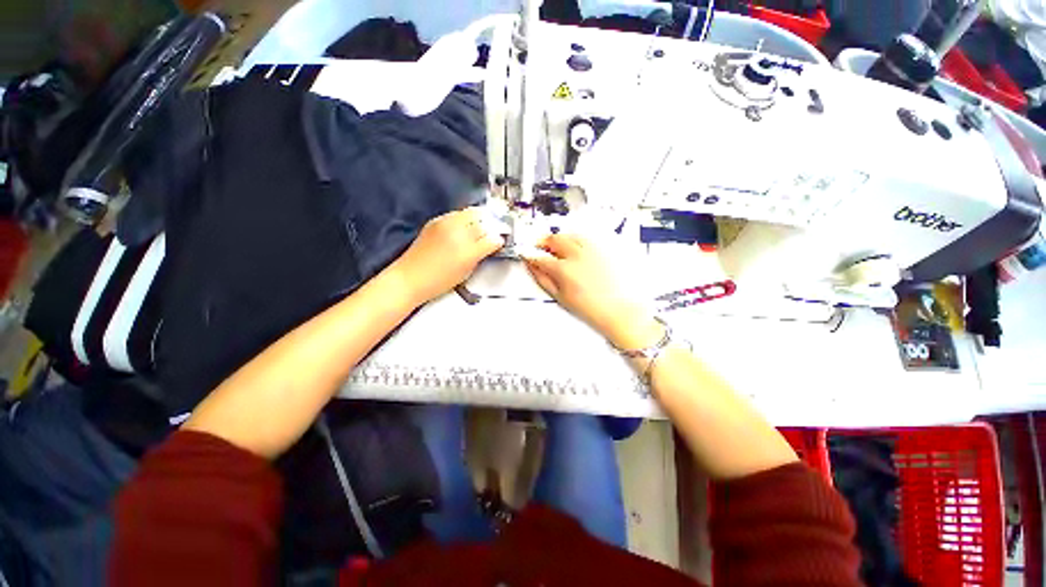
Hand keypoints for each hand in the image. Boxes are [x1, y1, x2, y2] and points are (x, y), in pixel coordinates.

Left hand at [391, 207, 503, 305]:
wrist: (409, 278)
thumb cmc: (439, 281)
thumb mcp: (467, 271)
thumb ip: (481, 254)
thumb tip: (492, 244)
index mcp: (467, 250)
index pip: (491, 237)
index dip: (499, 237)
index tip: (501, 239)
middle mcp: (457, 232)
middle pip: (482, 218)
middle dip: (491, 223)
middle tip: (495, 229)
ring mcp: (444, 223)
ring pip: (470, 212)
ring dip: (479, 218)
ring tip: (481, 227)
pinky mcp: (435, 221)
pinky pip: (456, 214)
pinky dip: (465, 218)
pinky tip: (465, 228)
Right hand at [522, 234, 663, 350]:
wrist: (622, 310)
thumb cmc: (594, 309)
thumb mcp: (561, 297)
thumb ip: (543, 279)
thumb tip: (533, 267)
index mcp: (564, 269)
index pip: (539, 257)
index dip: (530, 254)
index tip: (527, 253)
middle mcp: (578, 254)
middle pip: (554, 239)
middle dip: (543, 241)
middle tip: (540, 246)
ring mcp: (593, 249)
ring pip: (570, 234)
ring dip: (560, 238)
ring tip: (558, 248)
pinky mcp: (606, 247)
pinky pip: (587, 237)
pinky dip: (577, 239)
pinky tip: (576, 248)